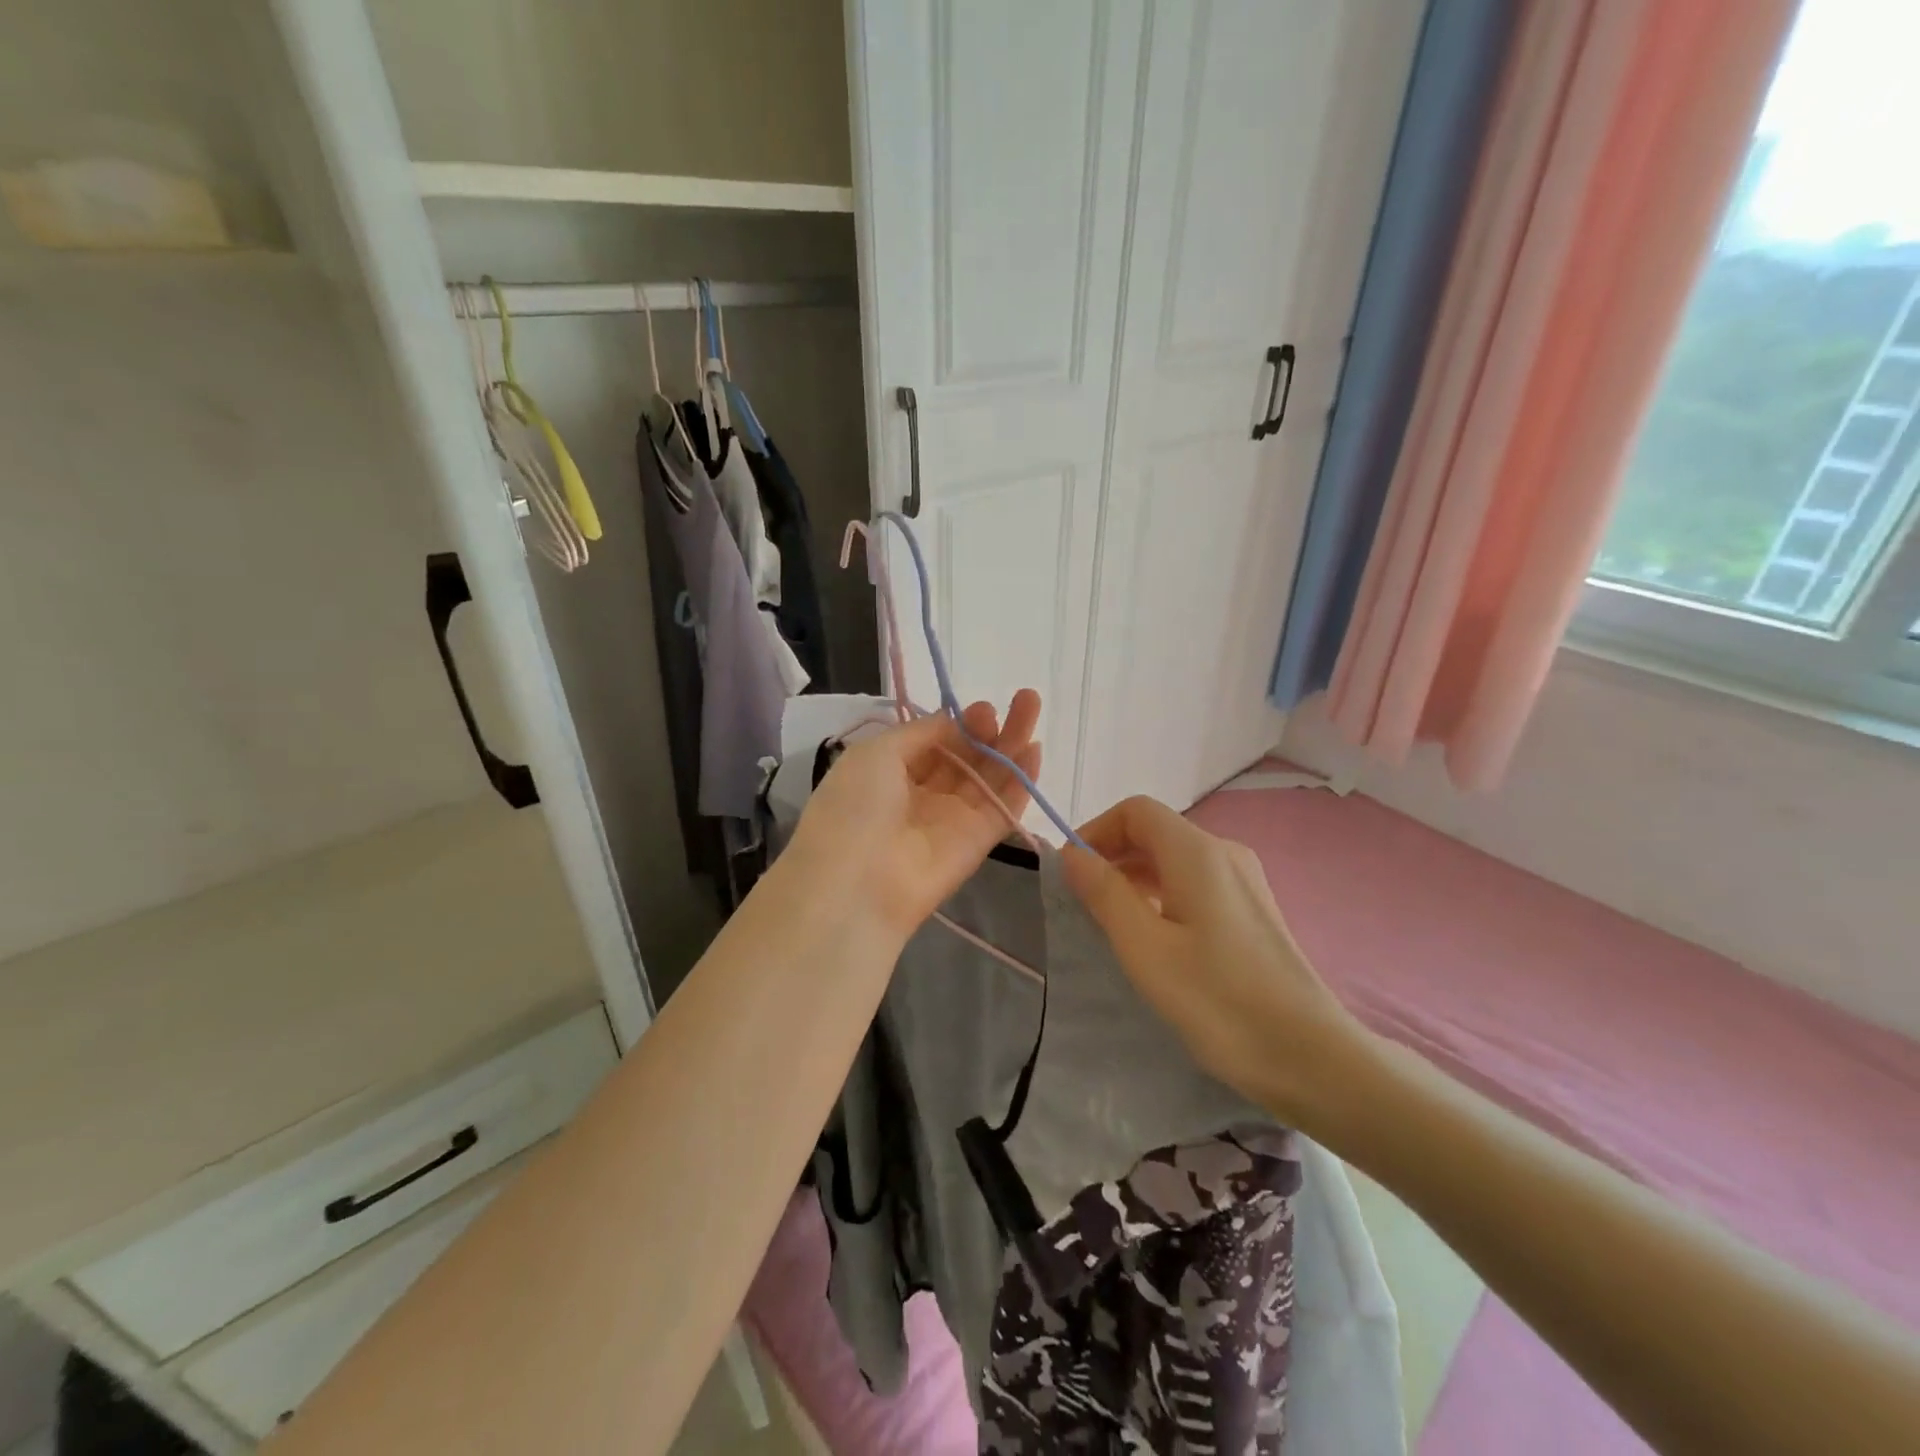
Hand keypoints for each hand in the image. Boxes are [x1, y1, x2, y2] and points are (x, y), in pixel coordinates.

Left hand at [781, 690, 1042, 941]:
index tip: (981, 708)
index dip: (959, 724)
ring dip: (1012, 743)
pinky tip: (1036, 750)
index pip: (935, 742)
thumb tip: (954, 720)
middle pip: (966, 756)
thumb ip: (921, 732)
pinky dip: (1021, 781)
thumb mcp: (876, 754)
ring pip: (989, 776)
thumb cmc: (855, 807)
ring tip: (1032, 705)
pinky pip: (1003, 806)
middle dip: (991, 728)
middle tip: (1020, 699)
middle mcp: (923, 794)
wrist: (857, 883)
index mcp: (891, 773)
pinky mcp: (978, 842)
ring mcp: (953, 818)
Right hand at [1062, 796, 1371, 1129]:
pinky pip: (1196, 883)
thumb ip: (1105, 894)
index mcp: (1197, 853)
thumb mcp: (1145, 948)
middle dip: (1112, 855)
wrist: (1310, 1057)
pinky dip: (1163, 894)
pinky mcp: (1254, 910)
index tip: (1072, 872)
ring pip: (1175, 859)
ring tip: (1112, 922)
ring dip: (1136, 877)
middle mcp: (1224, 853)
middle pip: (1156, 831)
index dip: (1096, 830)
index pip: (1136, 811)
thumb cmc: (1218, 1000)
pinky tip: (1155, 936)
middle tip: (1083, 902)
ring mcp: (1245, 881)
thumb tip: (1072, 854)